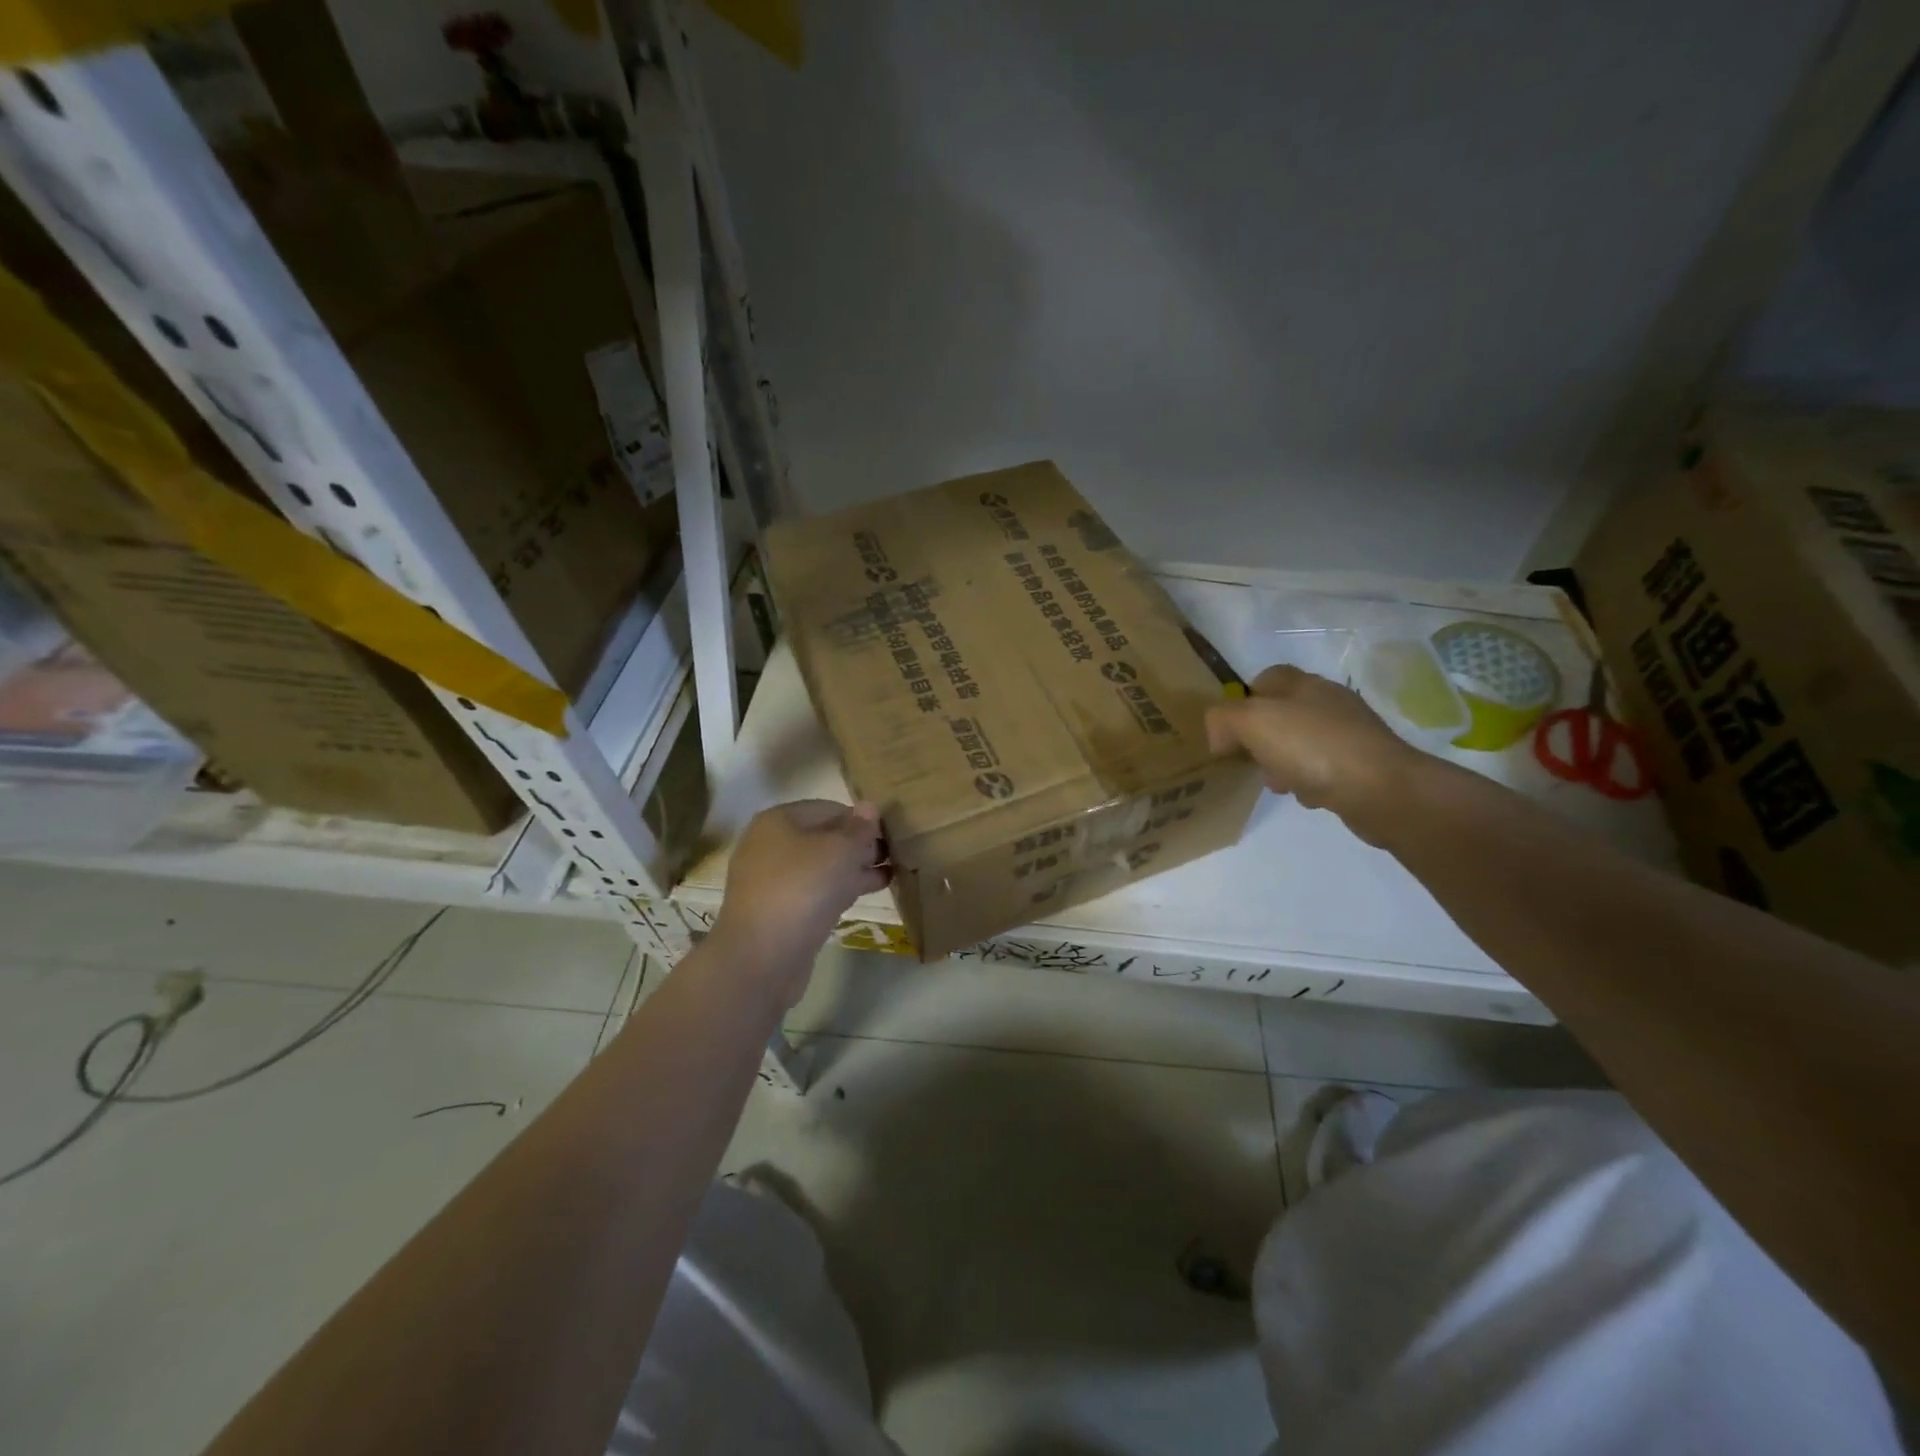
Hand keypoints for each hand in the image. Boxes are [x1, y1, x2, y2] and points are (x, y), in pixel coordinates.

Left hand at [710, 800, 888, 999]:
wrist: (762, 957)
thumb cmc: (802, 889)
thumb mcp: (839, 850)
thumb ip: (858, 828)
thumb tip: (869, 806)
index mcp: (779, 820)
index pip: (829, 808)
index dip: (861, 818)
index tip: (892, 831)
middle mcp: (772, 845)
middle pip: (824, 836)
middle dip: (859, 843)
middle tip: (897, 851)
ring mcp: (774, 880)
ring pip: (823, 866)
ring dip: (856, 867)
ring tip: (894, 870)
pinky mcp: (781, 911)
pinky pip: (817, 890)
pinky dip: (843, 888)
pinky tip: (872, 890)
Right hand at [1205, 665, 1426, 842]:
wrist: (1382, 789)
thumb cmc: (1312, 747)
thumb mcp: (1252, 722)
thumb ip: (1223, 719)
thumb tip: (1219, 735)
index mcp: (1303, 684)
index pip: (1266, 677)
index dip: (1244, 700)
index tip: (1231, 731)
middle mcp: (1329, 701)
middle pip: (1283, 713)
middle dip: (1262, 739)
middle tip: (1251, 762)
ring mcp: (1351, 732)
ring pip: (1302, 743)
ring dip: (1284, 763)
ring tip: (1279, 784)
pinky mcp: (1365, 763)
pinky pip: (1326, 768)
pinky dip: (1312, 781)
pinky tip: (1309, 796)